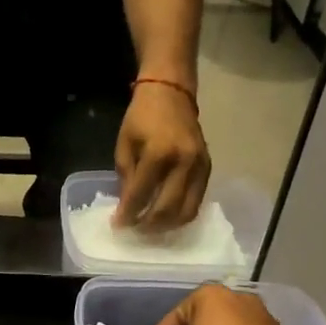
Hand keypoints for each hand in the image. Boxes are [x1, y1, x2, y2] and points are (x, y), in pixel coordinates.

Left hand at [114, 82, 209, 229]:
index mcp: (158, 153)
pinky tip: (166, 216)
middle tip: (134, 230)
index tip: (117, 225)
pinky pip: (197, 201)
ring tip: (150, 228)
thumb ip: (126, 177)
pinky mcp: (208, 169)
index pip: (141, 194)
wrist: (171, 94)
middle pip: (167, 209)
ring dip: (167, 225)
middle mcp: (184, 162)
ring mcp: (200, 167)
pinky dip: (181, 214)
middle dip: (148, 225)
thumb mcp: (124, 144)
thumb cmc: (142, 117)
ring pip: (187, 211)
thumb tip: (127, 207)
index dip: (128, 214)